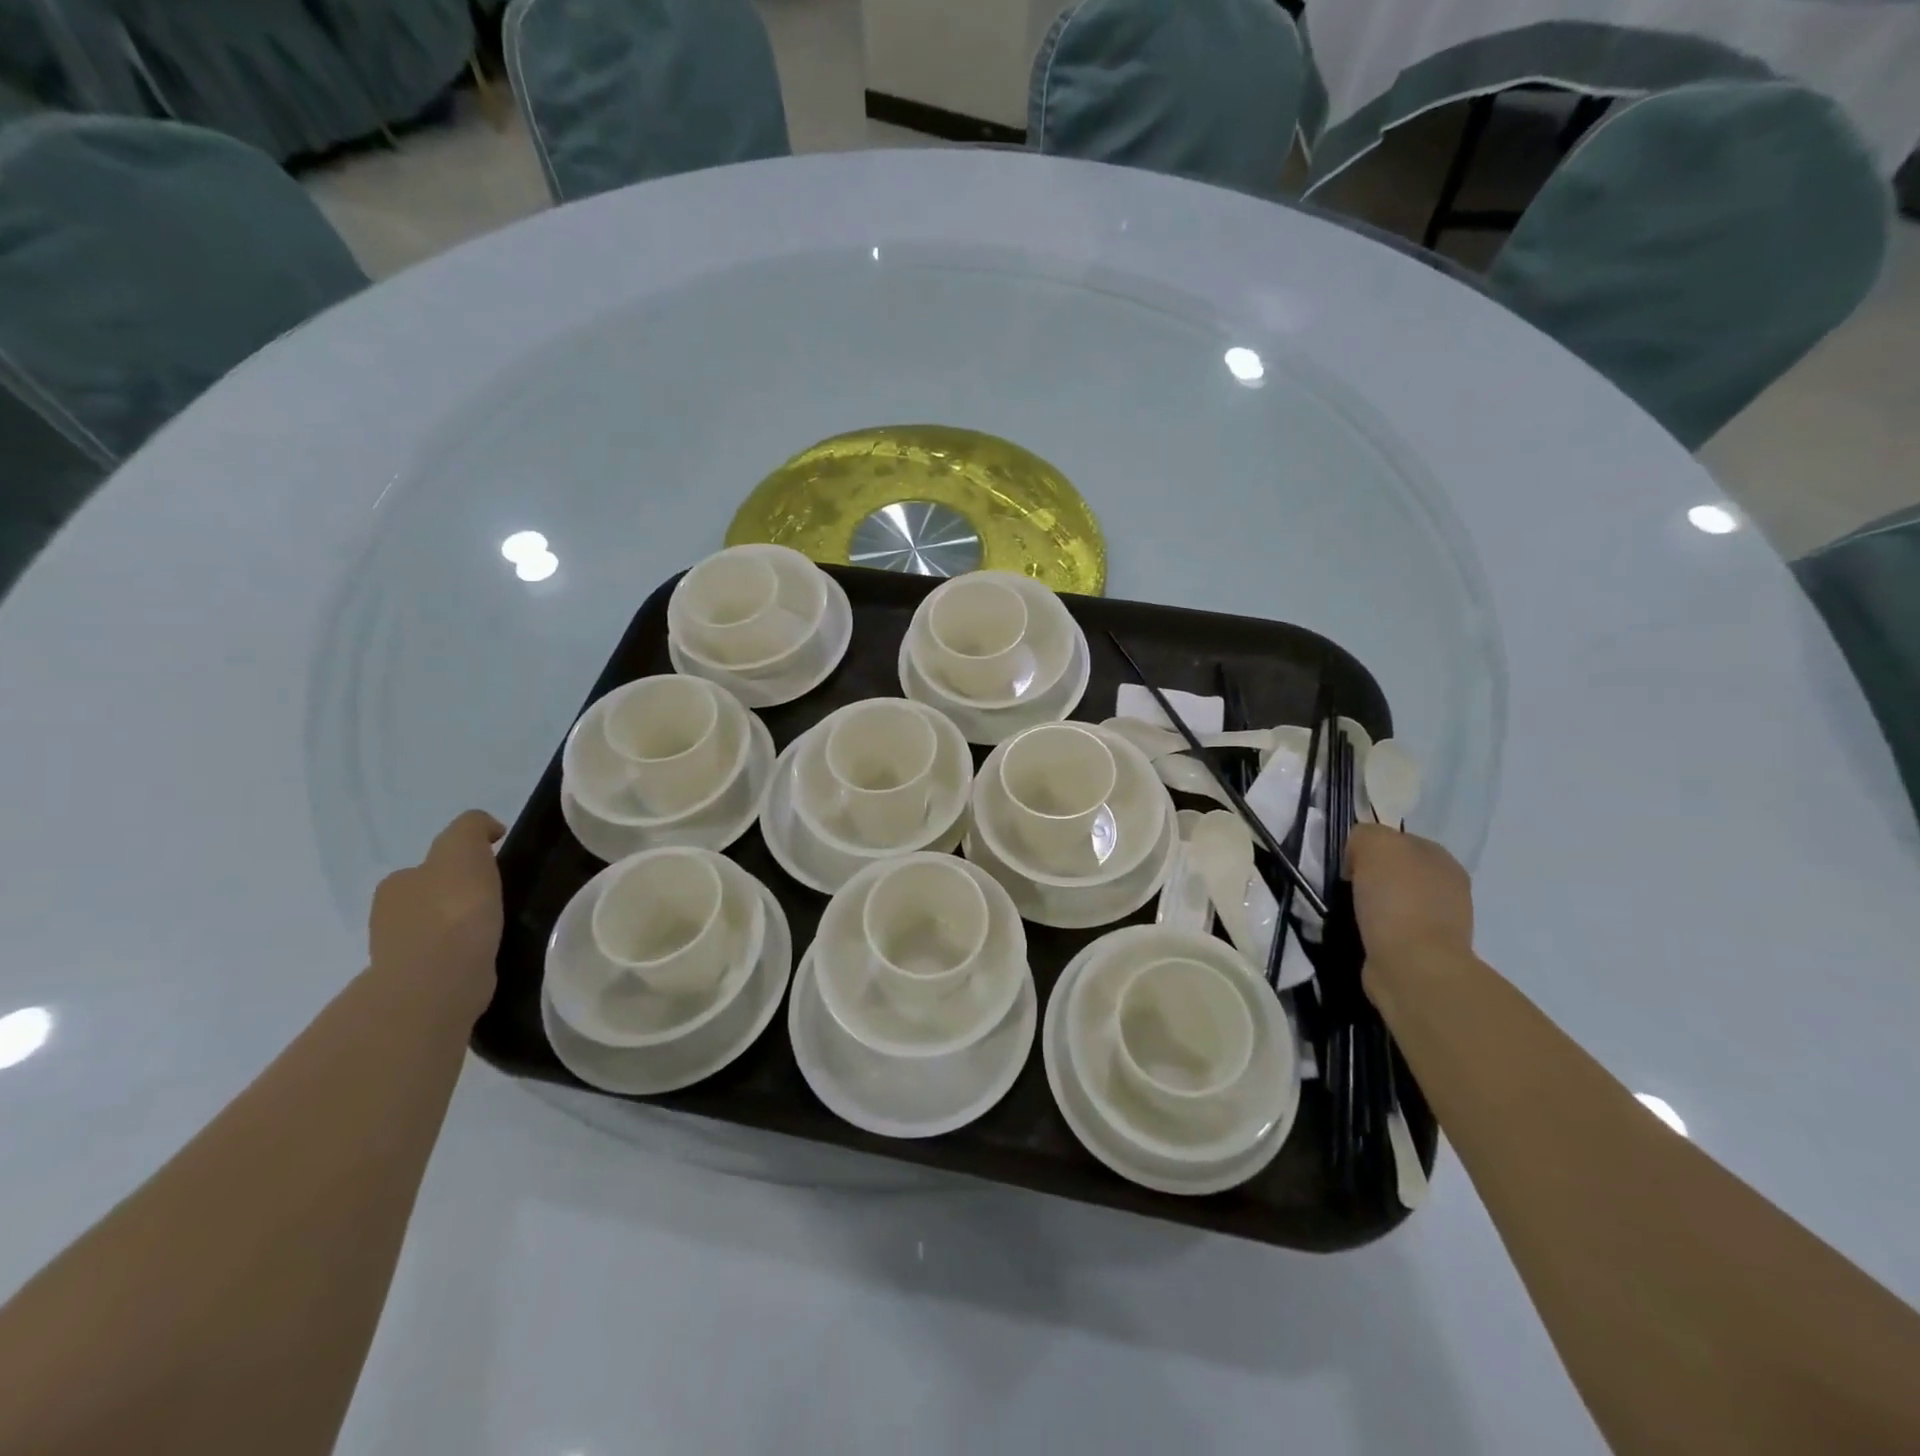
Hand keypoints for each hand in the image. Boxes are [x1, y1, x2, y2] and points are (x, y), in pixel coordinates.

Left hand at [368, 810, 505, 1017]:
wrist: (441, 977)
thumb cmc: (453, 909)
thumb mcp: (463, 848)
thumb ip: (472, 828)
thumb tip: (488, 830)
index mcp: (396, 884)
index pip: (429, 867)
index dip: (460, 866)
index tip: (491, 873)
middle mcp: (388, 917)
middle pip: (429, 899)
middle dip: (456, 898)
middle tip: (495, 902)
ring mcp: (400, 954)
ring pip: (436, 931)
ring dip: (459, 929)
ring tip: (494, 930)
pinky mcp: (419, 984)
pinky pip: (446, 960)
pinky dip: (462, 955)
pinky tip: (485, 955)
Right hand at [1345, 824, 1474, 975]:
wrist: (1412, 965)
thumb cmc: (1396, 899)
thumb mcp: (1375, 844)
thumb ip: (1365, 834)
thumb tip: (1358, 853)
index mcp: (1441, 858)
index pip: (1397, 840)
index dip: (1367, 846)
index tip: (1345, 862)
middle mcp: (1447, 886)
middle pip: (1395, 870)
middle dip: (1369, 875)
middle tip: (1344, 885)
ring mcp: (1440, 921)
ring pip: (1392, 899)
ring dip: (1370, 904)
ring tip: (1348, 911)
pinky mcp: (1423, 951)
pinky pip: (1389, 928)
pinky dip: (1373, 929)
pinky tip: (1361, 932)